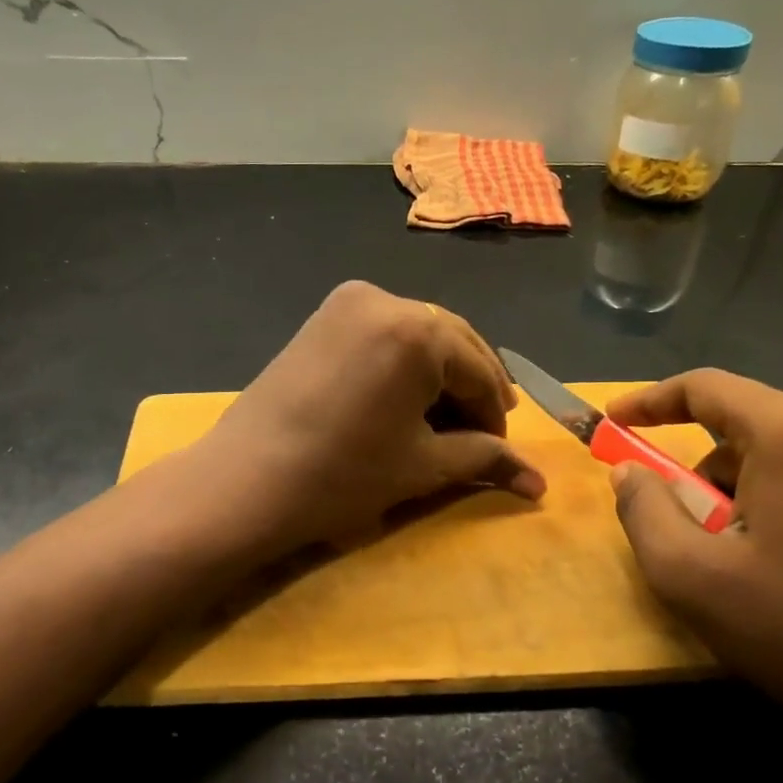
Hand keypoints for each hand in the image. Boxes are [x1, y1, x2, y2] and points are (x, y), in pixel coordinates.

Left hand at [190, 282, 544, 554]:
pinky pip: (382, 334)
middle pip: (451, 343)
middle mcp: (385, 298)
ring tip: (446, 421)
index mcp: (419, 329)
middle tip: (484, 433)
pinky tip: (405, 399)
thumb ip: (485, 459)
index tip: (501, 453)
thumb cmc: (343, 475)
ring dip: (439, 375)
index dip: (495, 416)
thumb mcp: (422, 466)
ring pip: (417, 336)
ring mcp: (347, 302)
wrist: (245, 480)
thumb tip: (538, 484)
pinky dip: (403, 363)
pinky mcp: (322, 317)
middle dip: (471, 389)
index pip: (479, 371)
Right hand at [606, 369, 782, 766]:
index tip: (614, 421)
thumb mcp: (689, 575)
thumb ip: (642, 509)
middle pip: (747, 426)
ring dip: (743, 492)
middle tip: (682, 525)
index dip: (651, 400)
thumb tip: (629, 471)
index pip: (708, 387)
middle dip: (700, 468)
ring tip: (738, 560)